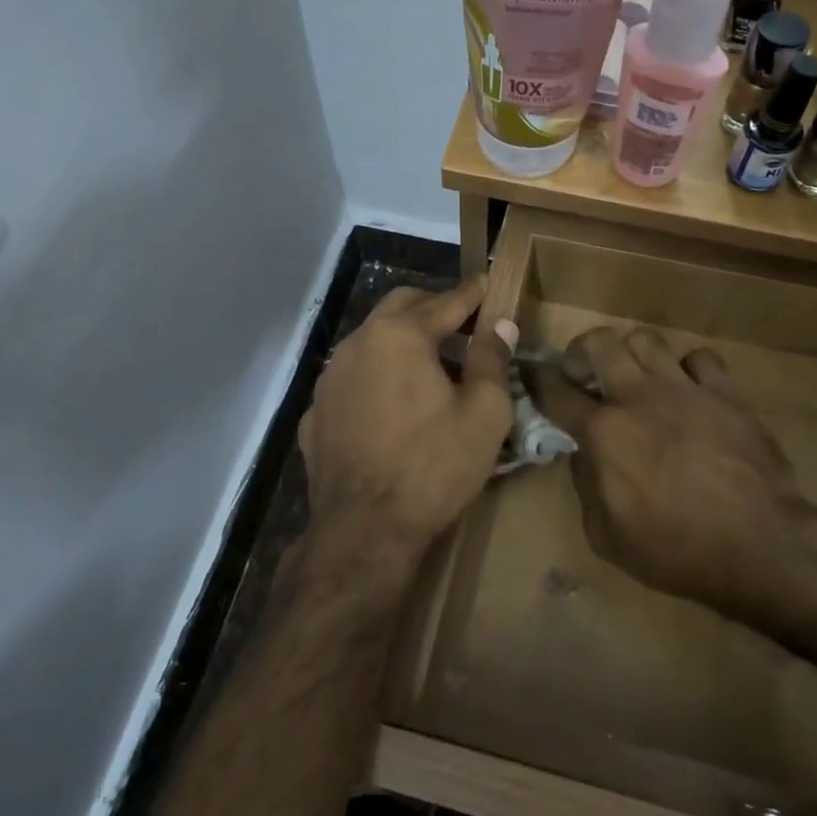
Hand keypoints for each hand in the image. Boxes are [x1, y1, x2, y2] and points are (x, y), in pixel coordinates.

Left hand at [298, 277, 514, 568]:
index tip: (488, 284)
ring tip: (431, 368)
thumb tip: (500, 324)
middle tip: (463, 325)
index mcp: (400, 335)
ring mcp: (330, 378)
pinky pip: (352, 379)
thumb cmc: (433, 466)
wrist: (363, 531)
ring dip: (403, 342)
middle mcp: (358, 343)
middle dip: (433, 307)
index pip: (446, 301)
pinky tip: (393, 409)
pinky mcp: (316, 412)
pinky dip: (377, 378)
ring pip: (372, 340)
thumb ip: (492, 359)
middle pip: (401, 307)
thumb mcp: (484, 413)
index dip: (473, 293)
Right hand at [534, 327, 806, 621]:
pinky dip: (688, 369)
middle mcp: (638, 397)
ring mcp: (684, 389)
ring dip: (632, 353)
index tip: (532, 375)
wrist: (762, 546)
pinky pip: (699, 357)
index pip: (555, 391)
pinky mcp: (725, 392)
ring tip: (635, 375)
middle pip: (598, 343)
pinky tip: (690, 390)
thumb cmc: (677, 550)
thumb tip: (584, 455)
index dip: (537, 379)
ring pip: (646, 338)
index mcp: (603, 432)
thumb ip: (586, 486)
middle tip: (584, 373)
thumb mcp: (607, 536)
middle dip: (581, 351)